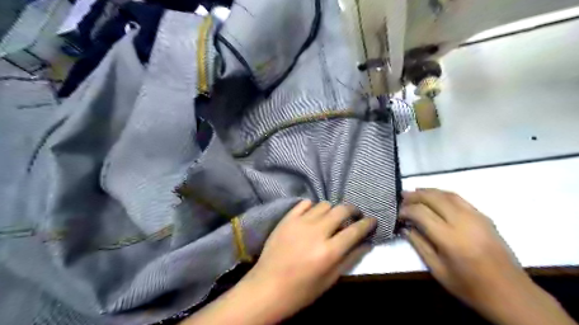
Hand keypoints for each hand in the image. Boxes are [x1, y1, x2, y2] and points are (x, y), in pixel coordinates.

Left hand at [243, 200, 374, 320]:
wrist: (267, 287)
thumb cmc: (301, 290)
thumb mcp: (330, 280)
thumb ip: (350, 259)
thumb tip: (367, 243)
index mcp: (329, 251)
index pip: (355, 230)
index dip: (367, 223)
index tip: (372, 220)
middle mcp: (316, 232)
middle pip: (341, 210)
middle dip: (353, 210)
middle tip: (355, 215)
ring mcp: (300, 222)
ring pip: (324, 204)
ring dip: (332, 209)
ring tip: (332, 218)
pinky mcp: (287, 219)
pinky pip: (304, 203)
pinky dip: (313, 206)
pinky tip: (313, 215)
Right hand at [401, 189, 528, 309]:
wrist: (510, 293)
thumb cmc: (469, 286)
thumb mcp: (438, 270)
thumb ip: (419, 245)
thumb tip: (405, 227)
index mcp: (450, 238)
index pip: (421, 213)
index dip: (406, 210)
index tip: (398, 214)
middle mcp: (463, 222)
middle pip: (433, 198)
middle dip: (415, 195)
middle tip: (402, 197)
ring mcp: (476, 217)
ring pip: (447, 194)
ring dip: (428, 191)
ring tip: (414, 192)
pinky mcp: (484, 217)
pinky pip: (459, 198)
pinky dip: (443, 194)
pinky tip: (435, 197)